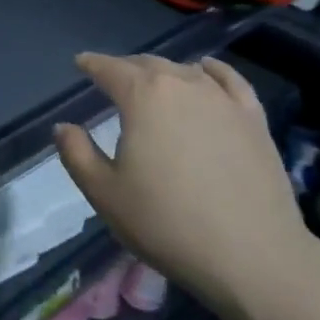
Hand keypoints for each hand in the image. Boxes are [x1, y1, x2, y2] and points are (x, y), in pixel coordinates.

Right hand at [52, 54, 311, 319]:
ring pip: (185, 70)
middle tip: (111, 78)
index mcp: (143, 97)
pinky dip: (211, 70)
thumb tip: (64, 127)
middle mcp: (183, 84)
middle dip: (125, 67)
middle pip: (148, 64)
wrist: (253, 256)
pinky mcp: (254, 119)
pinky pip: (229, 80)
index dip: (92, 64)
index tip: (80, 63)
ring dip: (162, 71)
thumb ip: (77, 154)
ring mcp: (223, 100)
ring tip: (151, 82)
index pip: (110, 69)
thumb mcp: (105, 194)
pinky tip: (205, 71)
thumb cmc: (167, 224)